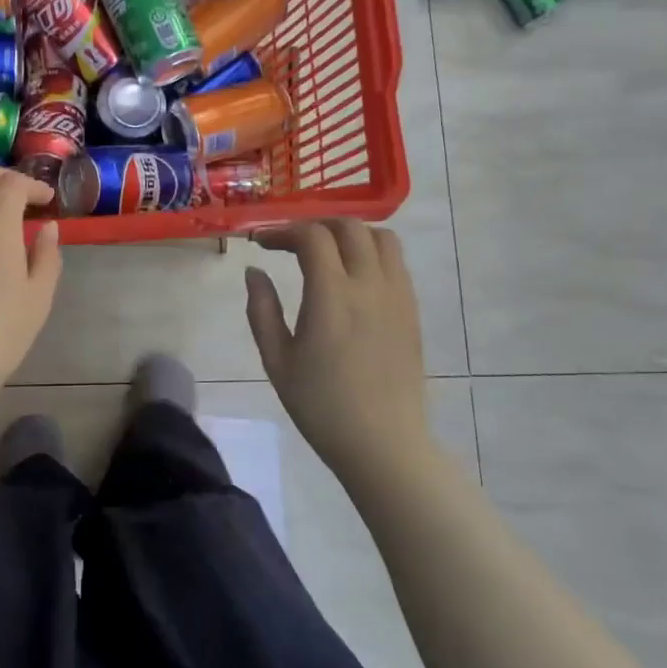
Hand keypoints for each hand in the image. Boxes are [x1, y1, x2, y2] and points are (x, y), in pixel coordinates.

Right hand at [244, 220, 428, 475]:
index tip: (262, 243)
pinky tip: (352, 277)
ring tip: (326, 252)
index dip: (283, 231)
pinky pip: (396, 263)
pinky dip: (371, 253)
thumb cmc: (321, 405)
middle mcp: (370, 285)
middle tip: (291, 243)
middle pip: (349, 227)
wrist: (382, 443)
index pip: (312, 236)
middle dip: (315, 224)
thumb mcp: (276, 360)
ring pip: (382, 237)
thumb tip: (254, 271)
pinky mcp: (412, 310)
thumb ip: (262, 310)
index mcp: (333, 296)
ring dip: (350, 234)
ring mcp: (398, 296)